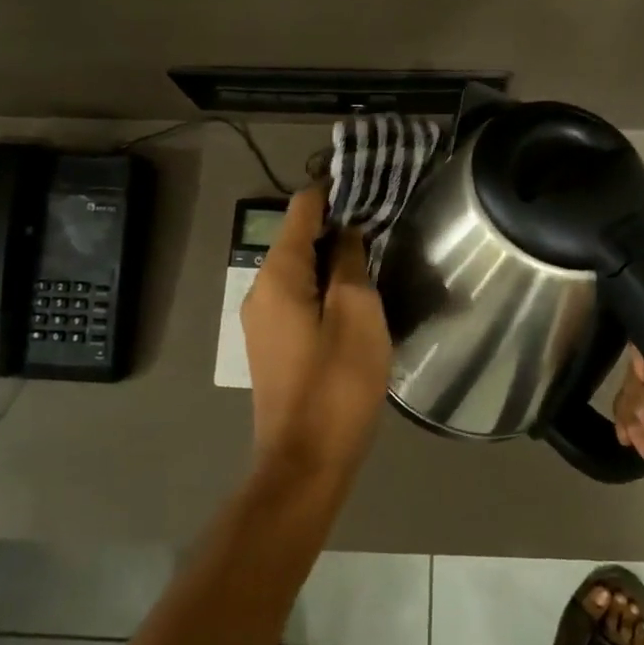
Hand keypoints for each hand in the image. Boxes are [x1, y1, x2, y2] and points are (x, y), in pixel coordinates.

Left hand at [240, 186, 392, 485]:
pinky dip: (324, 284)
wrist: (304, 463)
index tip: (368, 182)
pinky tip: (355, 294)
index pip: (302, 208)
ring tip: (375, 252)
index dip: (333, 190)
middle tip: (382, 219)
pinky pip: (298, 295)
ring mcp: (263, 318)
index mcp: (278, 274)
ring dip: (333, 255)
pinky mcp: (273, 343)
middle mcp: (261, 288)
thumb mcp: (357, 314)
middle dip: (337, 222)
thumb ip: (351, 262)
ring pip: (299, 268)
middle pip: (297, 236)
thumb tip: (346, 231)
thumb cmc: (336, 384)